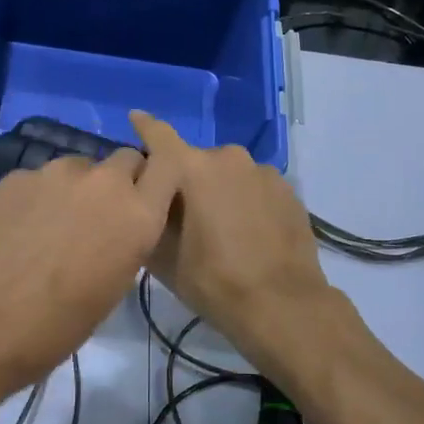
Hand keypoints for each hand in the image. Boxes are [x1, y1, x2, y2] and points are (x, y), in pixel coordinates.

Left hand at [0, 143, 177, 396]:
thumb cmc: (57, 326)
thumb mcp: (112, 287)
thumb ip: (125, 240)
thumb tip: (115, 226)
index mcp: (137, 215)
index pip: (169, 164)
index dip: (161, 174)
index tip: (150, 191)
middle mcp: (104, 183)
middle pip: (125, 159)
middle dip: (120, 180)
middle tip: (99, 215)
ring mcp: (56, 173)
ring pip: (80, 167)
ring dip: (78, 188)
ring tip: (52, 226)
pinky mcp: (17, 176)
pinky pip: (41, 178)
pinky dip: (39, 197)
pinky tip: (19, 229)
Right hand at [129, 112, 337, 373]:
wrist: (283, 305)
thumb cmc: (214, 281)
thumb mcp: (164, 258)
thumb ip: (148, 217)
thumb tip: (145, 198)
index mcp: (193, 168)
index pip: (160, 135)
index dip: (144, 127)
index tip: (134, 118)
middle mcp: (229, 158)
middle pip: (196, 161)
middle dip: (186, 180)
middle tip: (182, 215)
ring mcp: (263, 172)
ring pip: (229, 174)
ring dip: (219, 190)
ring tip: (221, 228)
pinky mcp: (288, 190)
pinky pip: (255, 187)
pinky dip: (246, 201)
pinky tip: (248, 232)